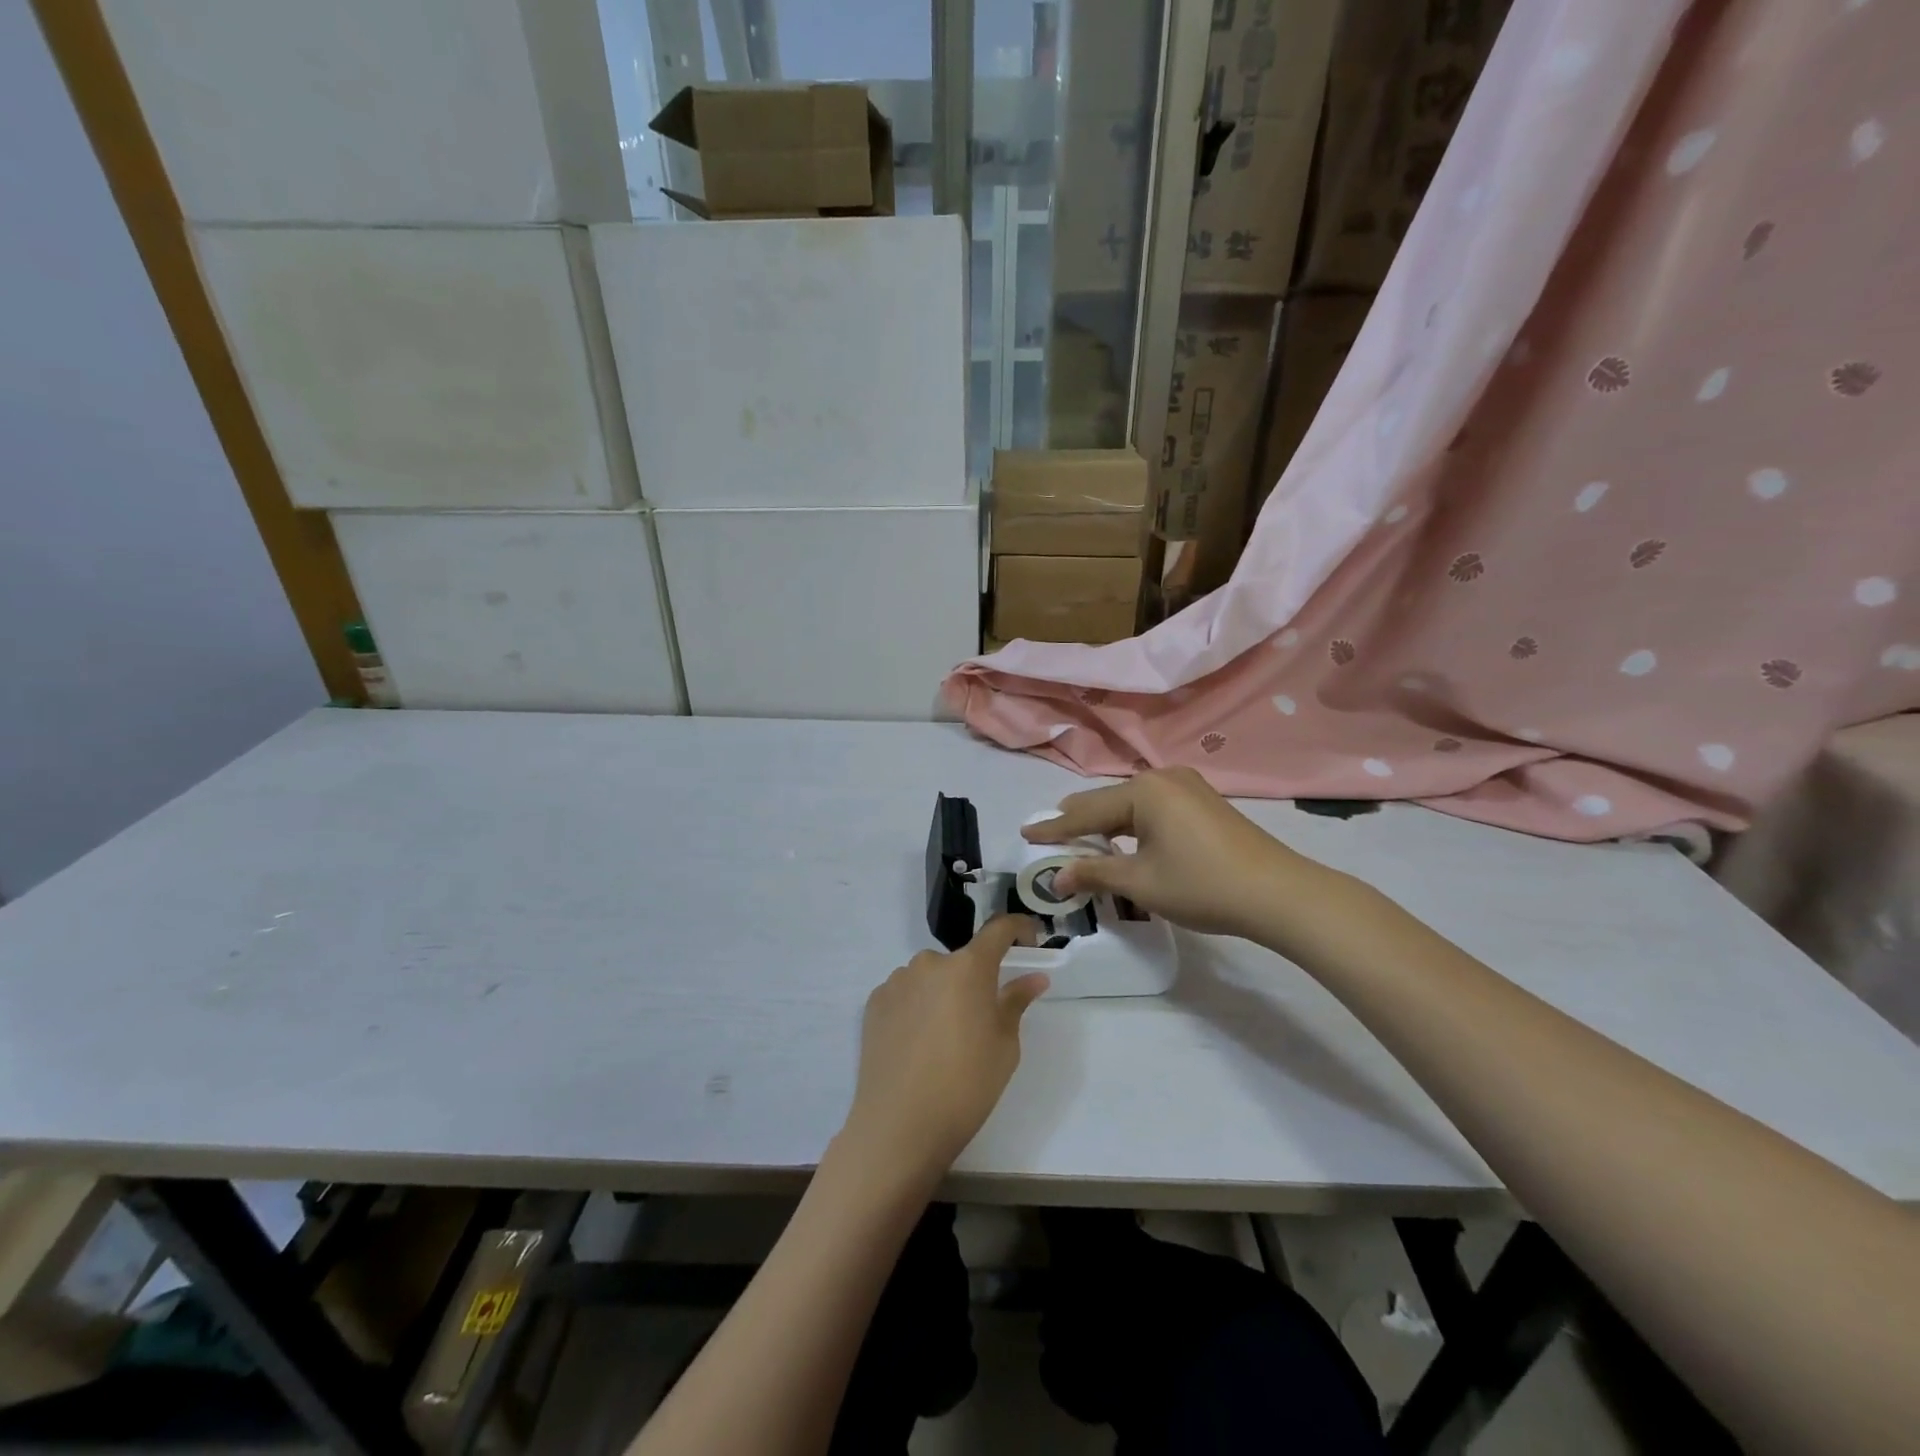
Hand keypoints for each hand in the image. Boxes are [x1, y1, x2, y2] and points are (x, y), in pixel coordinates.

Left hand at [842, 916, 1048, 1179]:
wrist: (900, 1124)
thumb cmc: (966, 1085)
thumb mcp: (1004, 1045)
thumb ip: (1016, 1002)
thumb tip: (1034, 977)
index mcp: (969, 967)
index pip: (999, 929)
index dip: (1018, 929)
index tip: (1029, 940)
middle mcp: (930, 962)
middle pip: (961, 960)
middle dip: (975, 979)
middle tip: (980, 1019)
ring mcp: (898, 980)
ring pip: (931, 976)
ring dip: (942, 993)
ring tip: (944, 1037)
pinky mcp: (874, 1002)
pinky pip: (905, 993)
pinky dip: (916, 1007)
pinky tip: (916, 1043)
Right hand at [1023, 767, 1327, 938]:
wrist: (1278, 893)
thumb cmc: (1201, 885)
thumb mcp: (1140, 882)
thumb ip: (1094, 873)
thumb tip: (1057, 878)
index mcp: (1143, 790)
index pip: (1085, 812)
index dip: (1054, 828)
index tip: (1026, 834)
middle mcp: (1163, 778)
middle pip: (1108, 801)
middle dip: (1078, 820)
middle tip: (1049, 832)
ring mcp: (1188, 787)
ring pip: (1132, 804)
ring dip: (1107, 823)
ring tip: (1081, 835)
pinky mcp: (1205, 803)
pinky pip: (1154, 808)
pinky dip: (1133, 824)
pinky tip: (1125, 837)